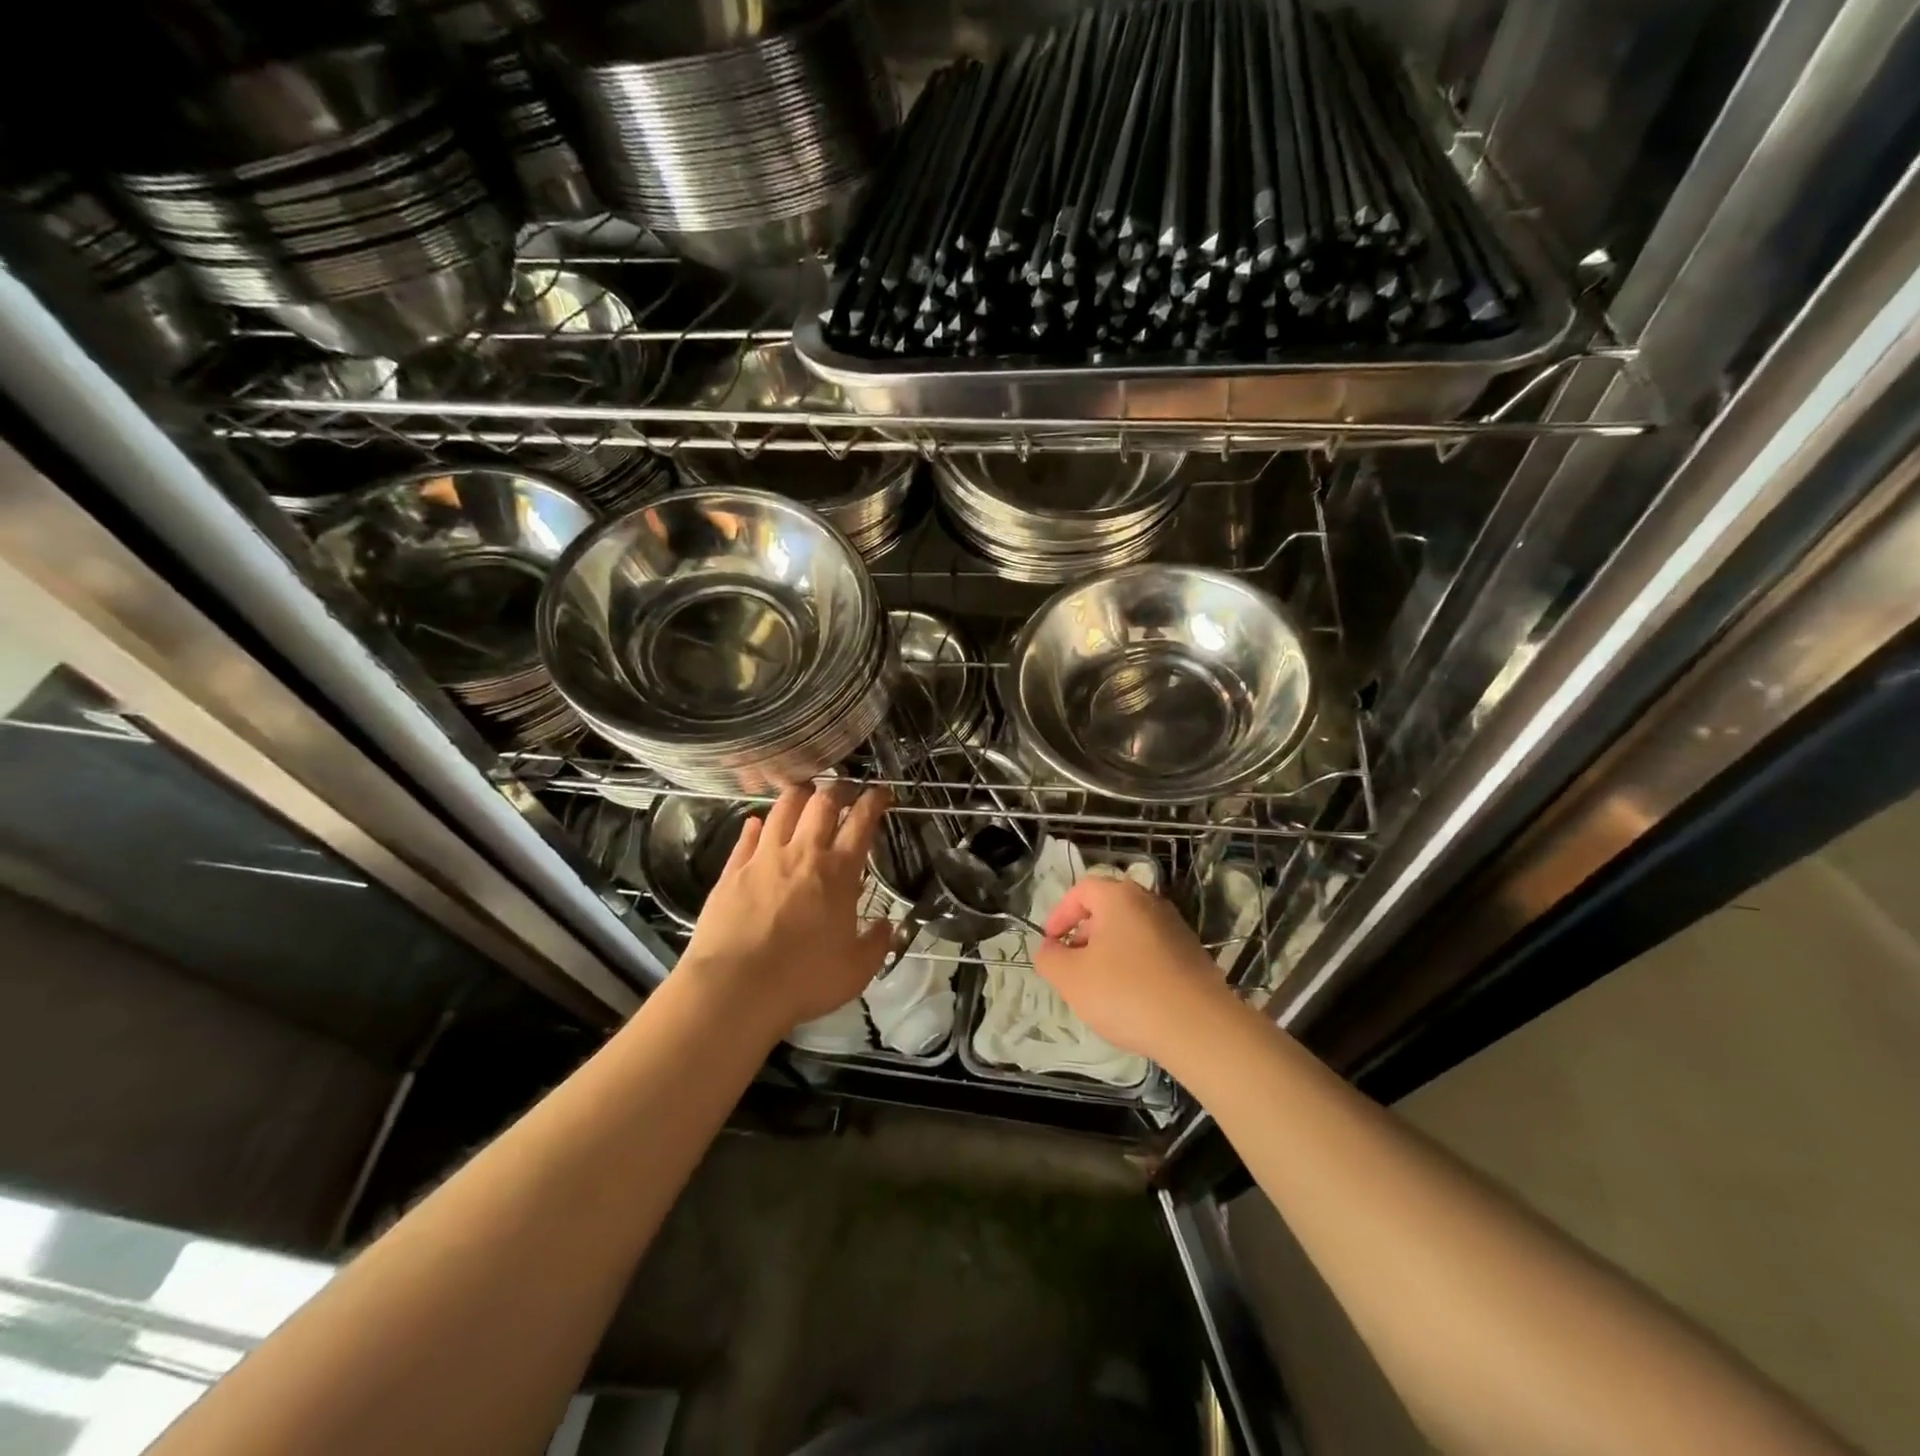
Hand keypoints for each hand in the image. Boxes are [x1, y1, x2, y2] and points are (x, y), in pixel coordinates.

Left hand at [681, 784, 893, 1039]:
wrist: (735, 989)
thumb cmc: (803, 979)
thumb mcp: (857, 970)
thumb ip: (877, 943)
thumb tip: (886, 926)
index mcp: (838, 871)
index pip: (861, 822)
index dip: (874, 801)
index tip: (882, 793)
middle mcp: (802, 853)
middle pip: (822, 802)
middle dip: (838, 788)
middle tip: (846, 789)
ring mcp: (764, 858)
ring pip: (783, 808)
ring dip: (799, 794)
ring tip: (806, 792)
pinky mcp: (732, 870)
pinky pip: (747, 836)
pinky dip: (757, 825)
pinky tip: (758, 823)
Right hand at [1032, 876, 1229, 1062]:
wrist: (1199, 1028)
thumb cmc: (1126, 993)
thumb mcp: (1071, 979)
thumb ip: (1050, 959)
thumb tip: (1049, 950)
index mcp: (1120, 897)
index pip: (1082, 889)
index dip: (1060, 914)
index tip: (1051, 944)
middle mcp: (1150, 903)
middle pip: (1108, 908)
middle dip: (1084, 935)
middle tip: (1073, 966)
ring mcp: (1176, 929)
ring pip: (1131, 931)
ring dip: (1109, 952)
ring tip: (1100, 987)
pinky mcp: (1193, 955)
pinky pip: (1152, 952)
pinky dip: (1135, 966)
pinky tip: (1132, 999)